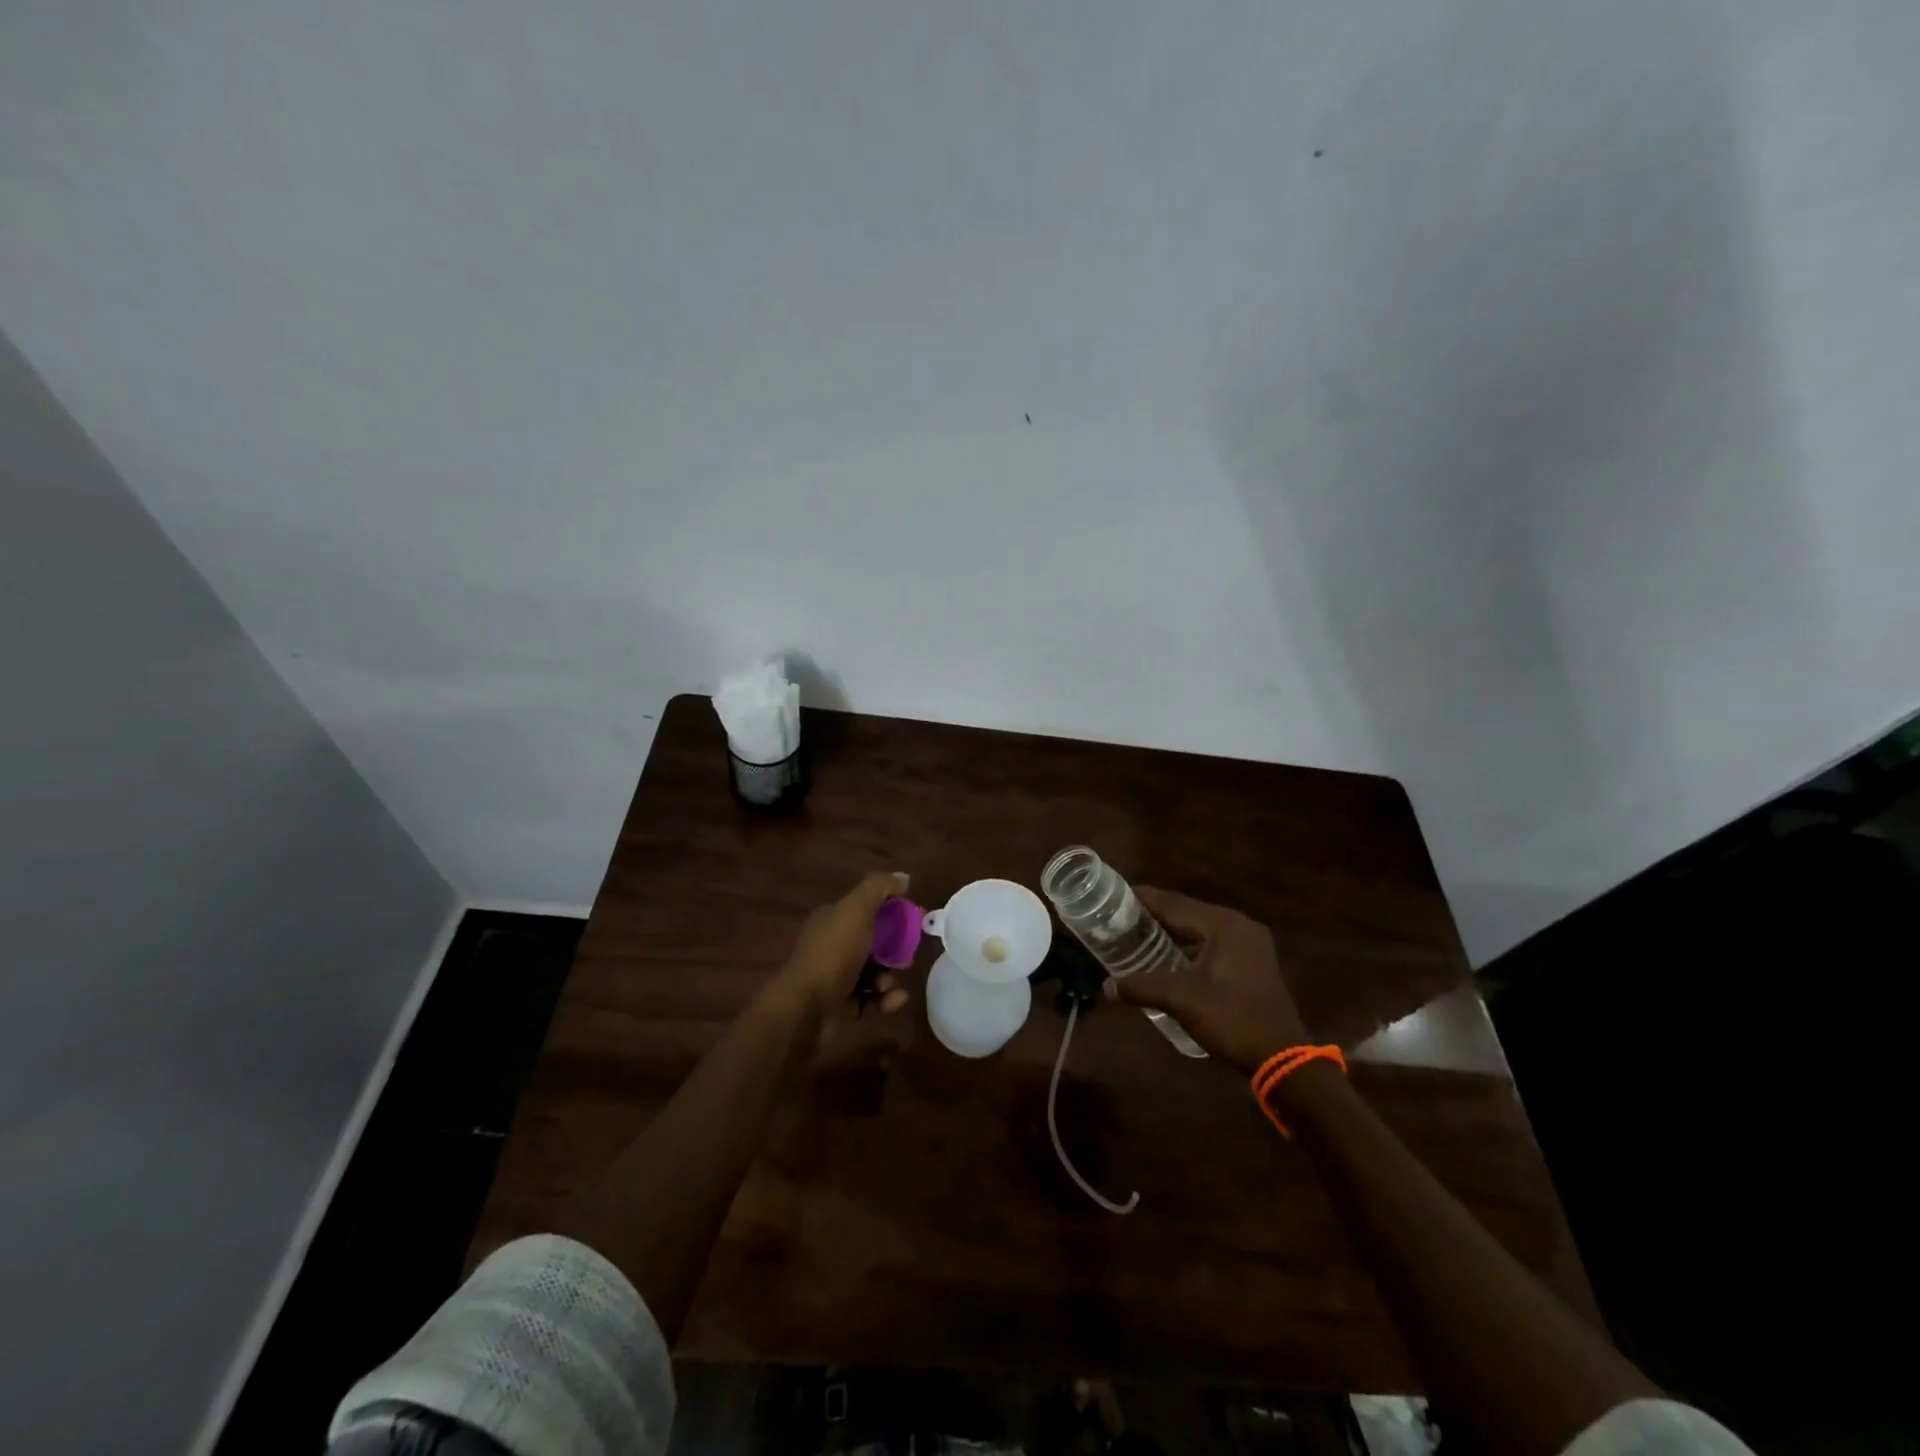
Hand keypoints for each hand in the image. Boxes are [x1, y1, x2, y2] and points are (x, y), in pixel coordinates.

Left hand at [769, 871, 913, 1021]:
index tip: (915, 919)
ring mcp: (833, 977)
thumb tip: (904, 877)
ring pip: (871, 972)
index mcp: (831, 919)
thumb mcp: (856, 910)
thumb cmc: (833, 954)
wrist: (804, 1008)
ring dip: (888, 976)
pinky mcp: (838, 1006)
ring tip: (892, 981)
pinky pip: (868, 999)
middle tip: (908, 955)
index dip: (892, 910)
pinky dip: (884, 999)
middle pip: (871, 941)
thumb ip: (879, 888)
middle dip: (893, 948)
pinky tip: (894, 1000)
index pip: (866, 908)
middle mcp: (830, 945)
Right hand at [1104, 887, 1308, 1073]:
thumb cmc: (1231, 1018)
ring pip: (1200, 928)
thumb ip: (1142, 987)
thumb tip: (1107, 986)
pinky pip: (1212, 943)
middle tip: (1120, 917)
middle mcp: (1238, 925)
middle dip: (1155, 915)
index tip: (1115, 895)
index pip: (1174, 903)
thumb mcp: (1181, 1000)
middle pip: (1187, 912)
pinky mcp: (1252, 961)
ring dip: (1172, 932)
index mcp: (1223, 924)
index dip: (1143, 899)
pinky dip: (1189, 946)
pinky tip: (1168, 956)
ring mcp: (1249, 943)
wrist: (1281, 1057)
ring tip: (1139, 935)